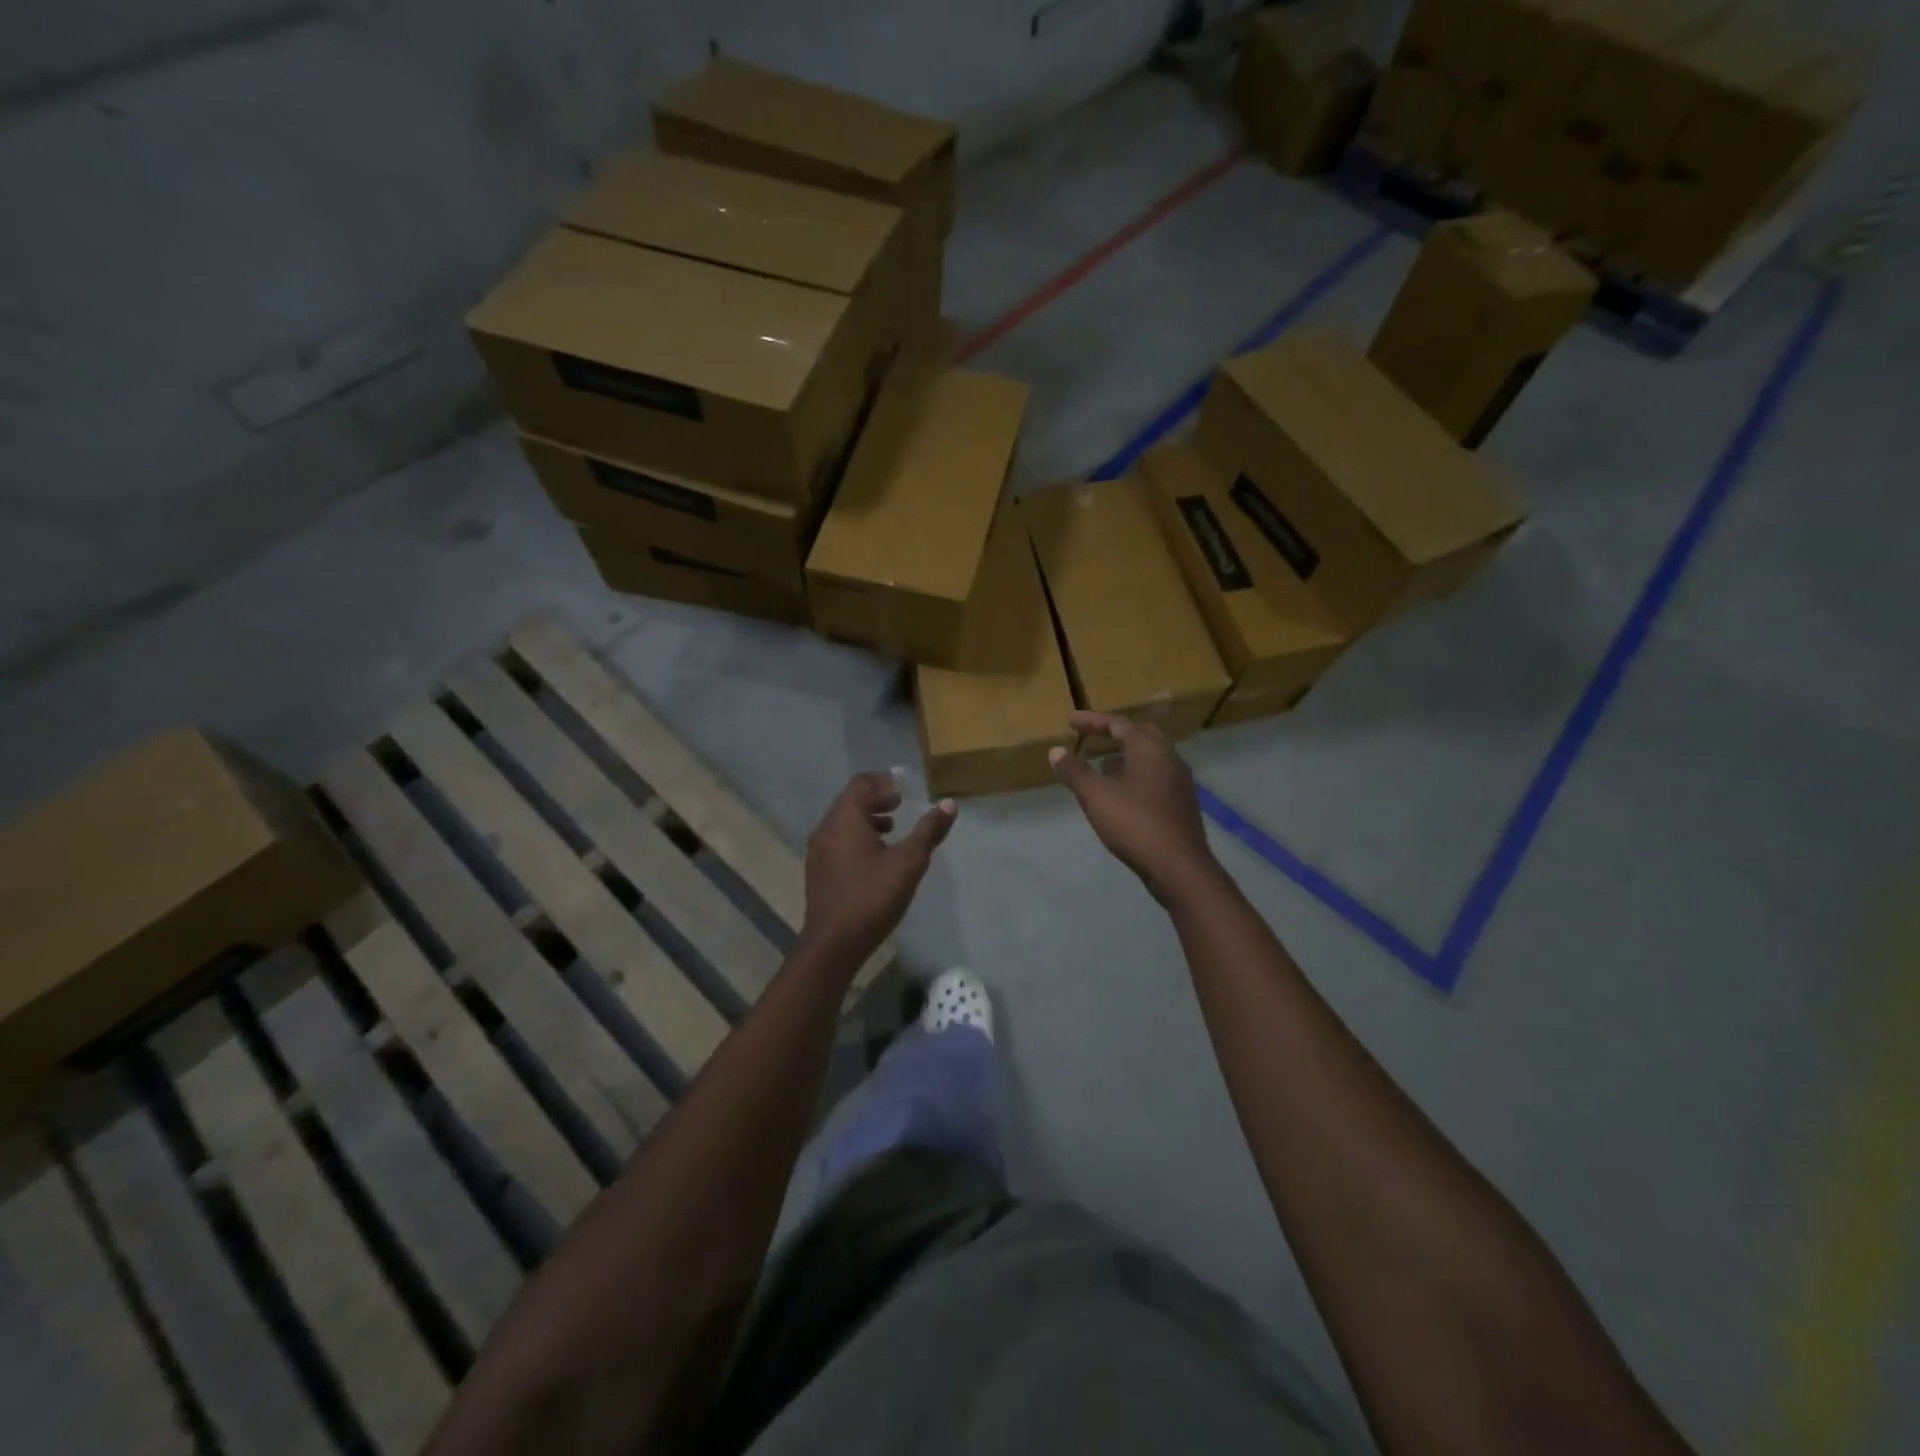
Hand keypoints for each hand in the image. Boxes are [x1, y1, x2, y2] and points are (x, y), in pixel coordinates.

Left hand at [800, 772, 955, 959]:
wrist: (833, 944)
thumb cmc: (872, 897)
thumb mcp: (909, 863)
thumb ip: (929, 831)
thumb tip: (949, 804)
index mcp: (845, 819)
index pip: (861, 783)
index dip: (882, 780)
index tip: (902, 785)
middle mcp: (826, 828)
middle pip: (849, 801)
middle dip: (875, 798)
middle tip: (900, 804)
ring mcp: (817, 851)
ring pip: (842, 822)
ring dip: (866, 819)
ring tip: (892, 828)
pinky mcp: (817, 870)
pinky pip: (837, 840)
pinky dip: (856, 836)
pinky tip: (875, 856)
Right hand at [1050, 712, 1218, 902]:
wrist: (1178, 866)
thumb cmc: (1134, 823)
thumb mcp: (1095, 796)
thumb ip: (1074, 771)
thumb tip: (1055, 751)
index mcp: (1149, 749)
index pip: (1118, 724)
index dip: (1092, 721)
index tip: (1070, 722)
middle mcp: (1169, 758)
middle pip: (1140, 735)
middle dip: (1114, 734)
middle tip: (1092, 737)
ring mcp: (1179, 782)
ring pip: (1150, 759)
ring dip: (1125, 757)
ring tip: (1101, 767)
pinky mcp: (1181, 804)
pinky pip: (1155, 778)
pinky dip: (1135, 776)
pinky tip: (1121, 795)